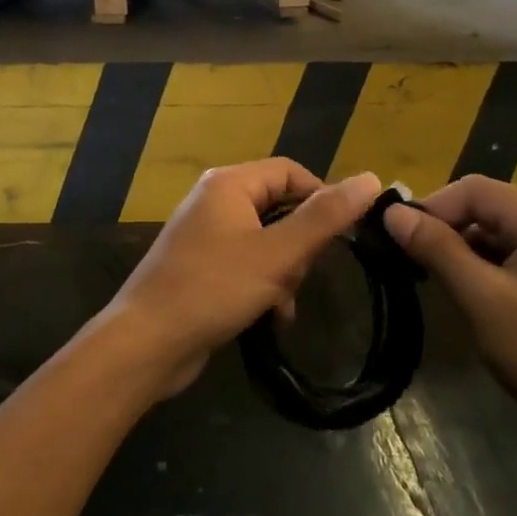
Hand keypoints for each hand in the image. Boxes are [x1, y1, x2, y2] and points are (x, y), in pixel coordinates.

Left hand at [101, 161, 383, 396]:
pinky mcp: (201, 265)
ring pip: (267, 240)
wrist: (146, 343)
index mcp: (230, 183)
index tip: (343, 237)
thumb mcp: (277, 254)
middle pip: (280, 206)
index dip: (322, 198)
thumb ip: (324, 218)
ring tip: (282, 302)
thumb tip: (370, 178)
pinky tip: (272, 317)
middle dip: (299, 245)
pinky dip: (264, 285)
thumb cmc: (213, 289)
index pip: (291, 172)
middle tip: (300, 276)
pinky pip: (247, 263)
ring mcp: (205, 234)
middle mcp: (215, 200)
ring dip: (283, 271)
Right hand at [383, 176, 516, 441]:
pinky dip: (482, 268)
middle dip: (445, 230)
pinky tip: (466, 294)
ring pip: (494, 233)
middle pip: (485, 208)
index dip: (431, 208)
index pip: (474, 190)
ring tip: (432, 280)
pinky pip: (510, 256)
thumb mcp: (484, 299)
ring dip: (461, 251)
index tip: (397, 239)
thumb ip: (438, 250)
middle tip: (410, 262)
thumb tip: (392, 212)